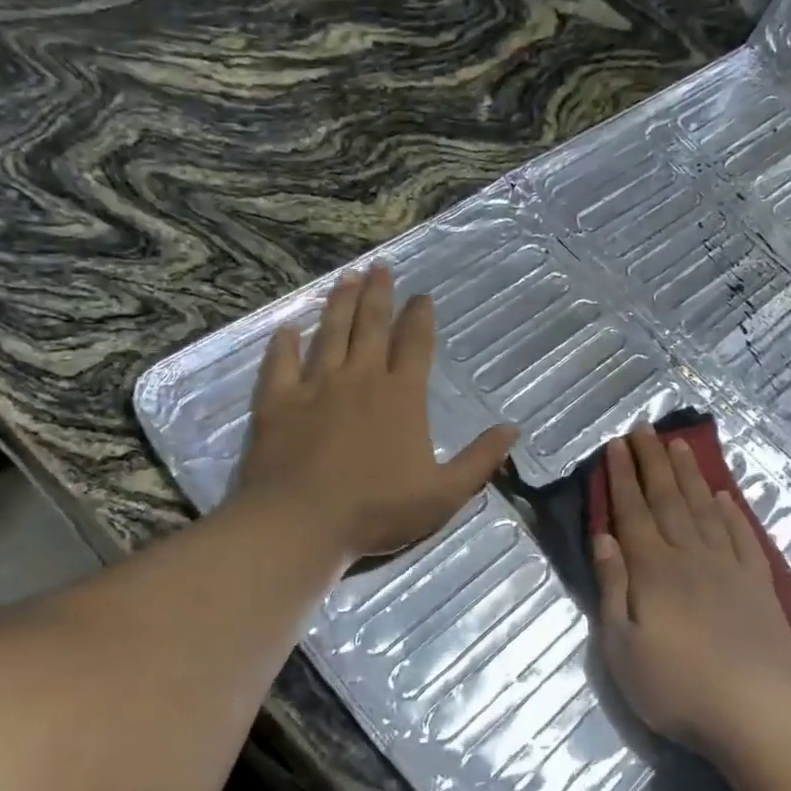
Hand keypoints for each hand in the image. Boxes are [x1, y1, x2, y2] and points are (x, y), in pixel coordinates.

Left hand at [236, 264, 516, 562]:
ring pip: (330, 333)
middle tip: (380, 268)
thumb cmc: (377, 509)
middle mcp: (360, 378)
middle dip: (378, 295)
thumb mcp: (444, 493)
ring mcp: (316, 386)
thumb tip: (513, 429)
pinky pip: (280, 363)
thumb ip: (480, 459)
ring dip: (339, 304)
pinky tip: (287, 329)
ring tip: (346, 278)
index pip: (416, 344)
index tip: (423, 296)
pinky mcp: (278, 402)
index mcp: (402, 396)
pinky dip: (284, 344)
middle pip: (372, 326)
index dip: (421, 317)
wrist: (300, 523)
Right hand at [592, 427, 790, 757]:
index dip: (622, 476)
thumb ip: (613, 587)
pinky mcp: (759, 583)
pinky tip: (723, 496)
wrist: (755, 714)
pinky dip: (731, 512)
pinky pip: (742, 536)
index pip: (633, 511)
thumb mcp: (622, 648)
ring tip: (679, 445)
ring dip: (689, 474)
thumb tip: (604, 538)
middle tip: (643, 428)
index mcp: (654, 569)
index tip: (616, 444)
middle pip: (668, 498)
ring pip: (704, 508)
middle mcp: (690, 555)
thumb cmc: (676, 688)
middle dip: (652, 460)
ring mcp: (729, 566)